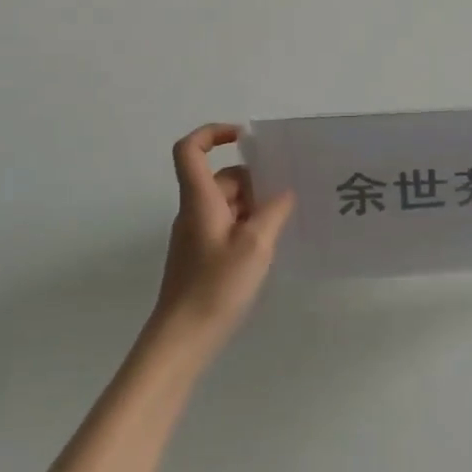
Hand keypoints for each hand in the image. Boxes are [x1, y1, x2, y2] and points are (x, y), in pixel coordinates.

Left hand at [150, 125, 294, 348]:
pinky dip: (249, 225)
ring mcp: (197, 235)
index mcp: (200, 200)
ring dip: (255, 205)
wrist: (183, 338)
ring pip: (228, 203)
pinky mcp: (203, 256)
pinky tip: (271, 243)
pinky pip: (228, 225)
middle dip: (255, 180)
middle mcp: (194, 211)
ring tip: (286, 220)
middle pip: (221, 178)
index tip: (246, 138)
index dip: (214, 133)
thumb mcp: (255, 244)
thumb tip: (285, 192)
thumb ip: (274, 211)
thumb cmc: (216, 285)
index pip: (191, 150)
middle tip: (288, 193)